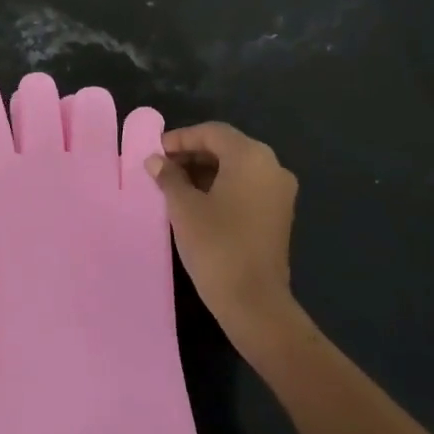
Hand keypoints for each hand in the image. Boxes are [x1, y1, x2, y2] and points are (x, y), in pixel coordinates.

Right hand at [146, 122, 301, 343]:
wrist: (253, 300)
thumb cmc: (215, 244)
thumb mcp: (183, 207)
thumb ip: (169, 177)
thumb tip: (156, 161)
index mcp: (251, 157)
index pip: (212, 133)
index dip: (180, 138)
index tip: (154, 152)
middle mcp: (272, 167)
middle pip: (227, 147)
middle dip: (192, 154)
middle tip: (161, 168)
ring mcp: (279, 192)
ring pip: (237, 168)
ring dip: (205, 171)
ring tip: (173, 185)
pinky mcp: (279, 214)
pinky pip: (247, 187)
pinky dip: (222, 187)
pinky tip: (196, 202)